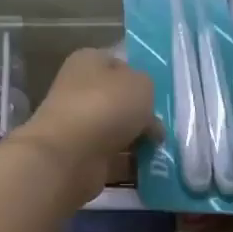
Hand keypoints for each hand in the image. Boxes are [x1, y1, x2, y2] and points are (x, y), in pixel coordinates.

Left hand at [7, 48, 156, 207]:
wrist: (70, 155)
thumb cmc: (106, 105)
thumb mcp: (141, 84)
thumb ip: (148, 90)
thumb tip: (145, 111)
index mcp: (88, 62)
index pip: (118, 64)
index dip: (139, 78)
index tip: (158, 96)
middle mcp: (79, 90)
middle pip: (119, 100)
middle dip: (142, 115)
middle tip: (162, 127)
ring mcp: (78, 125)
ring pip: (118, 131)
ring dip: (138, 141)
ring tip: (161, 150)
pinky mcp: (81, 157)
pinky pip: (114, 158)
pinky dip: (130, 164)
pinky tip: (150, 169)